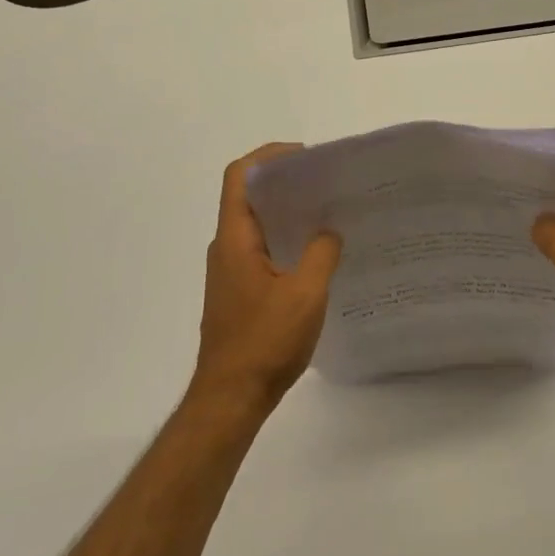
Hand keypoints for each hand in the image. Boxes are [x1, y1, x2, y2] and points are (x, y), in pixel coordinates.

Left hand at [191, 144, 342, 417]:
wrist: (230, 400)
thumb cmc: (264, 342)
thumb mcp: (305, 294)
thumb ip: (321, 253)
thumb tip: (329, 231)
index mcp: (235, 239)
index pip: (239, 176)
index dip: (268, 156)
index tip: (304, 158)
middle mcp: (226, 247)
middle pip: (248, 196)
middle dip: (284, 182)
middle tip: (324, 182)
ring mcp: (229, 271)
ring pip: (256, 225)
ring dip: (286, 212)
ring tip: (326, 212)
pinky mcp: (237, 291)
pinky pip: (260, 249)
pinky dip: (284, 239)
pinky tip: (314, 254)